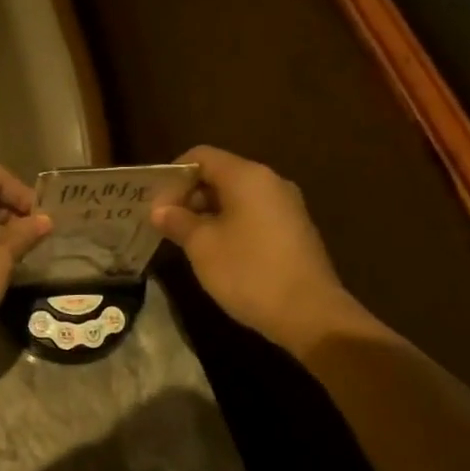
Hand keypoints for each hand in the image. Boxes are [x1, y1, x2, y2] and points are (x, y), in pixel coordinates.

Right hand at [152, 146, 371, 357]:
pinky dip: (230, 224)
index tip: (157, 205)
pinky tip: (217, 251)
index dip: (174, 175)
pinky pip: (253, 214)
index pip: (201, 155)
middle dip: (189, 195)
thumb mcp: (202, 246)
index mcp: (247, 176)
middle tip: (167, 224)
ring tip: (187, 240)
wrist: (311, 315)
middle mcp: (270, 182)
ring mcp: (286, 206)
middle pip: (220, 174)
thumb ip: (178, 221)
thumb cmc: (249, 271)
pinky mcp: (294, 230)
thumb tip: (160, 210)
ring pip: (237, 196)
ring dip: (208, 212)